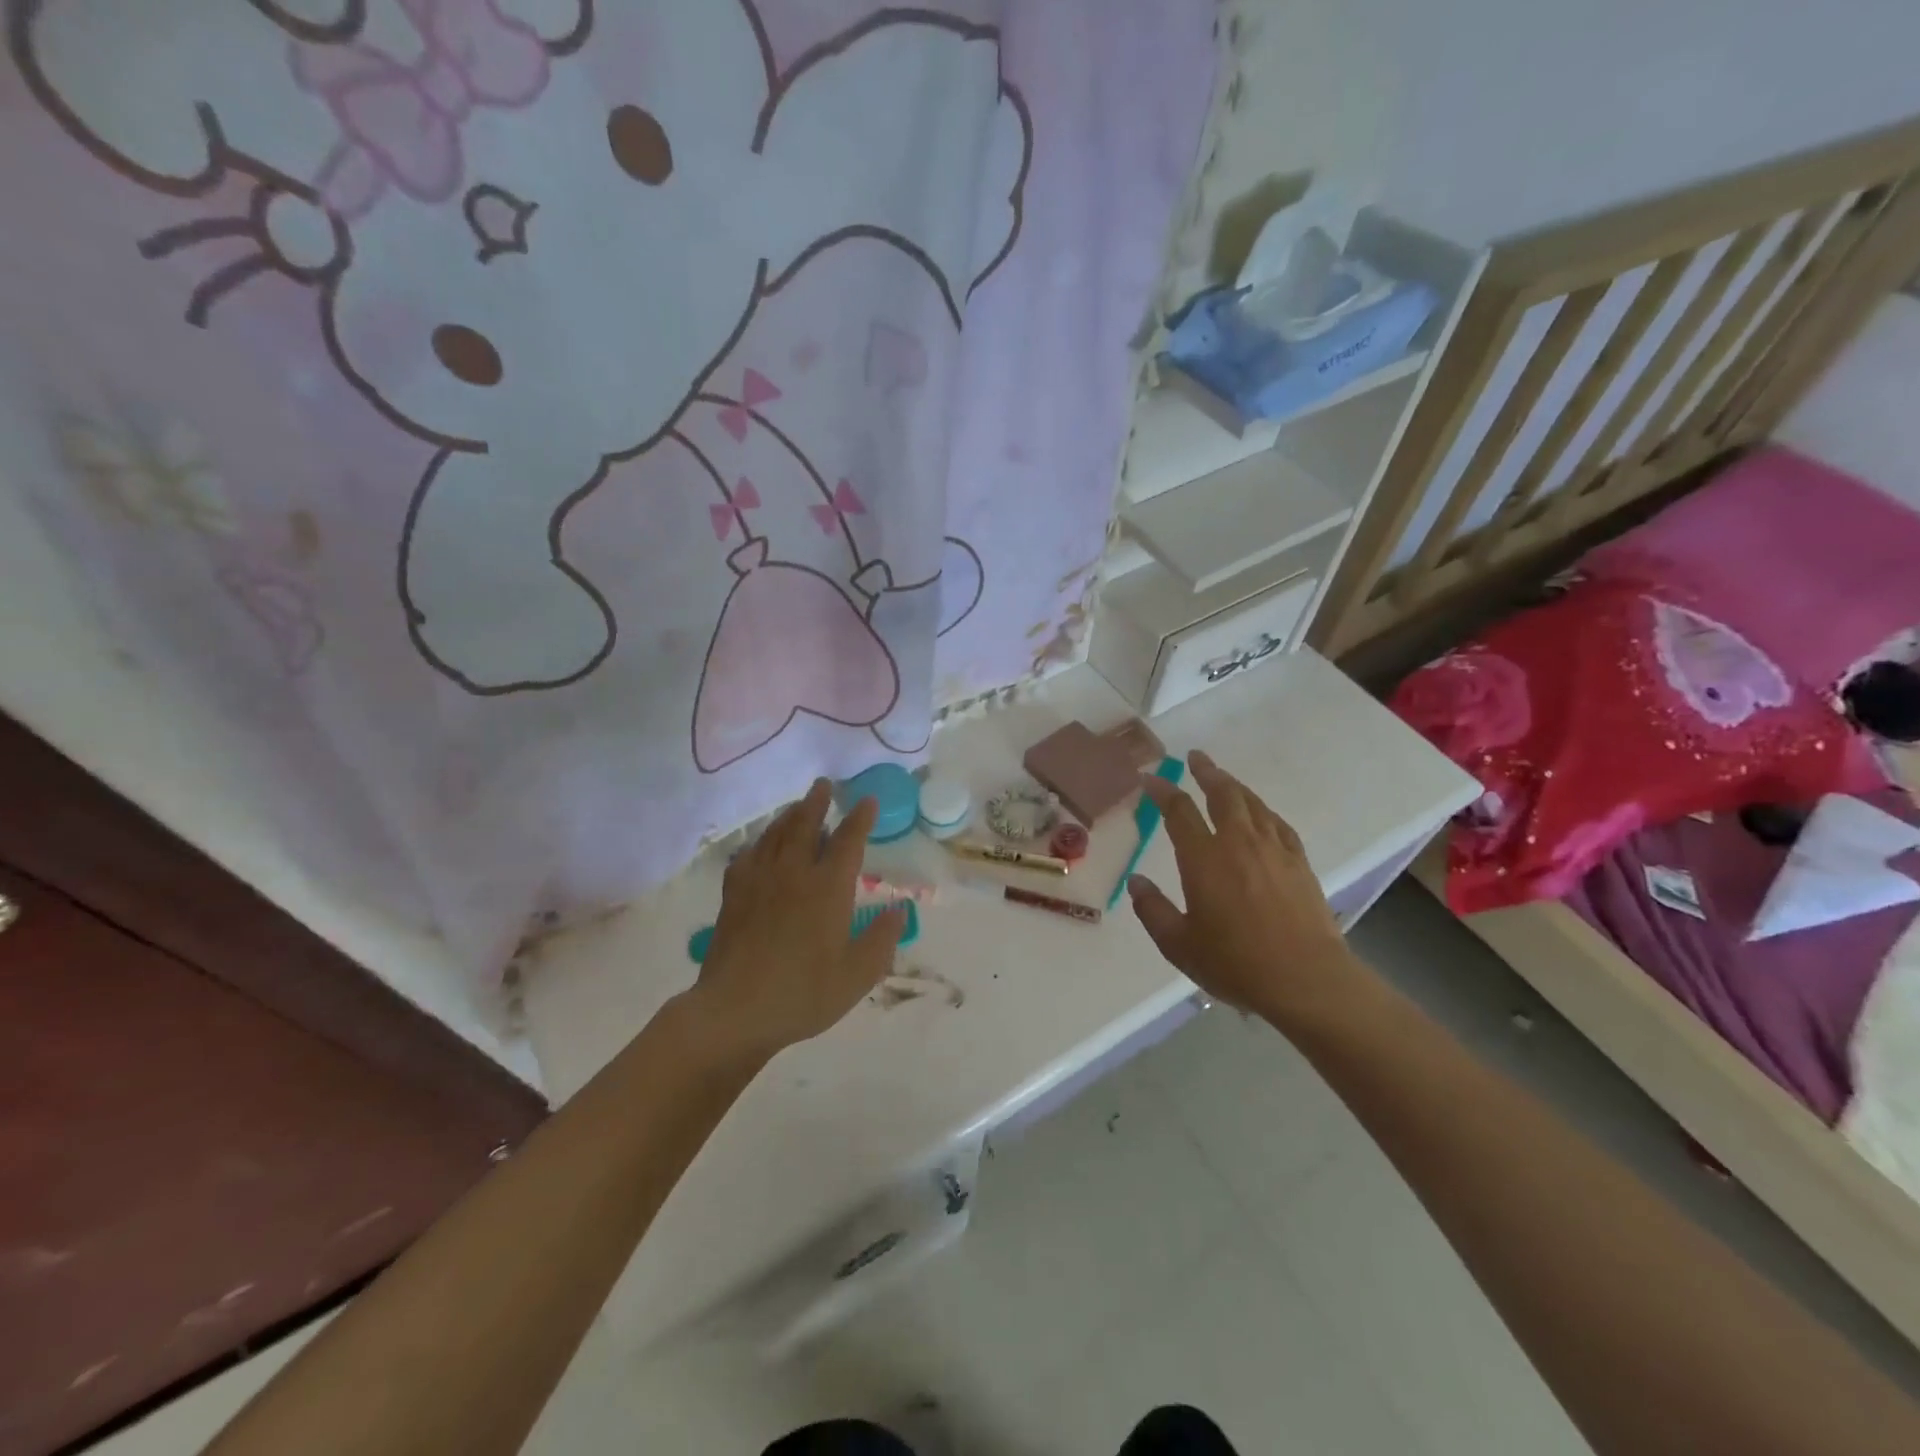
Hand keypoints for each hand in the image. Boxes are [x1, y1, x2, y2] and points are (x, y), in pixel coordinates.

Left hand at [687, 779, 905, 1060]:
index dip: (860, 818)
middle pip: (805, 825)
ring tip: (796, 806)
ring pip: (775, 835)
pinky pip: (747, 856)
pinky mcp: (733, 896)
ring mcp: (759, 882)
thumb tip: (899, 910)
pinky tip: (759, 846)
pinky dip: (758, 844)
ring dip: (789, 816)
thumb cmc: (804, 993)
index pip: (848, 841)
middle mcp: (794, 874)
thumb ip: (882, 939)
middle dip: (816, 802)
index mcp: (828, 888)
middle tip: (822, 784)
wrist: (735, 1011)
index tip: (867, 801)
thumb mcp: (857, 974)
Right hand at [1127, 752, 1366, 1025]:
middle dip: (1206, 772)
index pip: (1179, 811)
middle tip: (1195, 758)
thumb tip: (1136, 882)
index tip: (1150, 779)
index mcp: (1204, 858)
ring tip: (1222, 777)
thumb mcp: (1179, 944)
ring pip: (1252, 803)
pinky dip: (1263, 811)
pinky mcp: (1299, 862)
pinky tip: (1260, 813)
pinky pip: (1278, 823)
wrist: (1306, 979)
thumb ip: (1153, 910)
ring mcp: (1273, 850)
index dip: (1163, 791)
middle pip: (1222, 794)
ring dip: (1234, 785)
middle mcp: (1239, 843)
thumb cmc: (1235, 963)